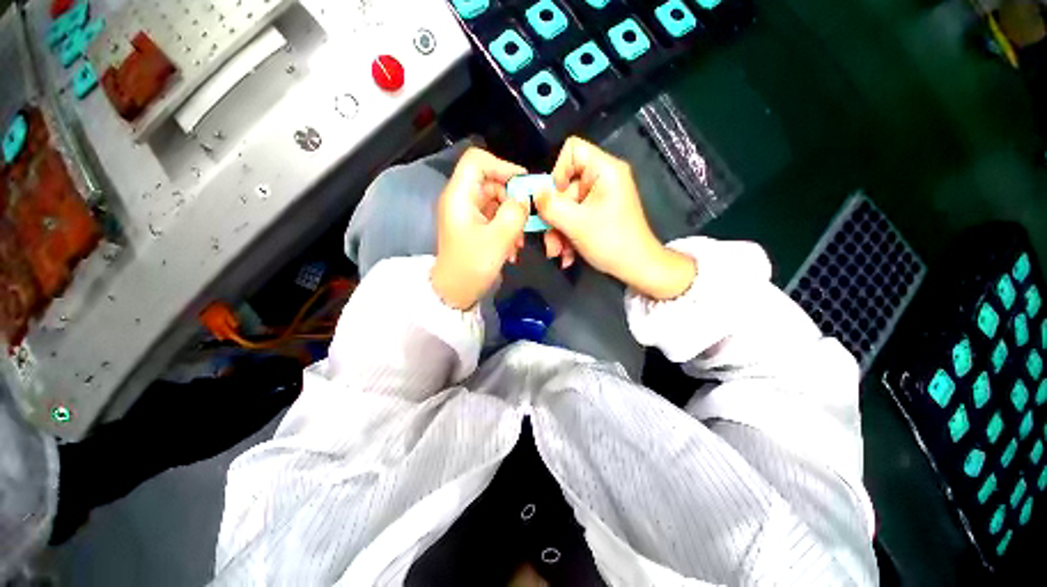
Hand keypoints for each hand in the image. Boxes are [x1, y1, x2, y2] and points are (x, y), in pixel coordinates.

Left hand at [431, 148, 528, 309]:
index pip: (478, 161)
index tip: (524, 185)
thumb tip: (525, 198)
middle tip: (526, 219)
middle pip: (491, 181)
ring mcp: (467, 214)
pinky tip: (512, 249)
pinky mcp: (473, 227)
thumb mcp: (498, 240)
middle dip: (512, 199)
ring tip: (518, 242)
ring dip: (512, 218)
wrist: (453, 294)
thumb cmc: (471, 267)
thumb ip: (515, 214)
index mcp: (459, 196)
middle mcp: (461, 199)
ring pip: (496, 201)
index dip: (502, 166)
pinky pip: (494, 217)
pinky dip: (506, 228)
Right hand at [535, 137, 695, 299]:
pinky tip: (567, 255)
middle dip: (554, 216)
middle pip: (565, 185)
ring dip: (558, 230)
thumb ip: (550, 205)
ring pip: (568, 205)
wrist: (638, 268)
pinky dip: (568, 234)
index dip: (557, 172)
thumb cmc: (611, 242)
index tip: (552, 200)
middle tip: (549, 240)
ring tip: (557, 253)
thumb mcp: (575, 224)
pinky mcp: (599, 213)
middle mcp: (603, 178)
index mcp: (605, 170)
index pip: (573, 150)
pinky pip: (576, 216)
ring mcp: (601, 197)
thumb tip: (533, 193)